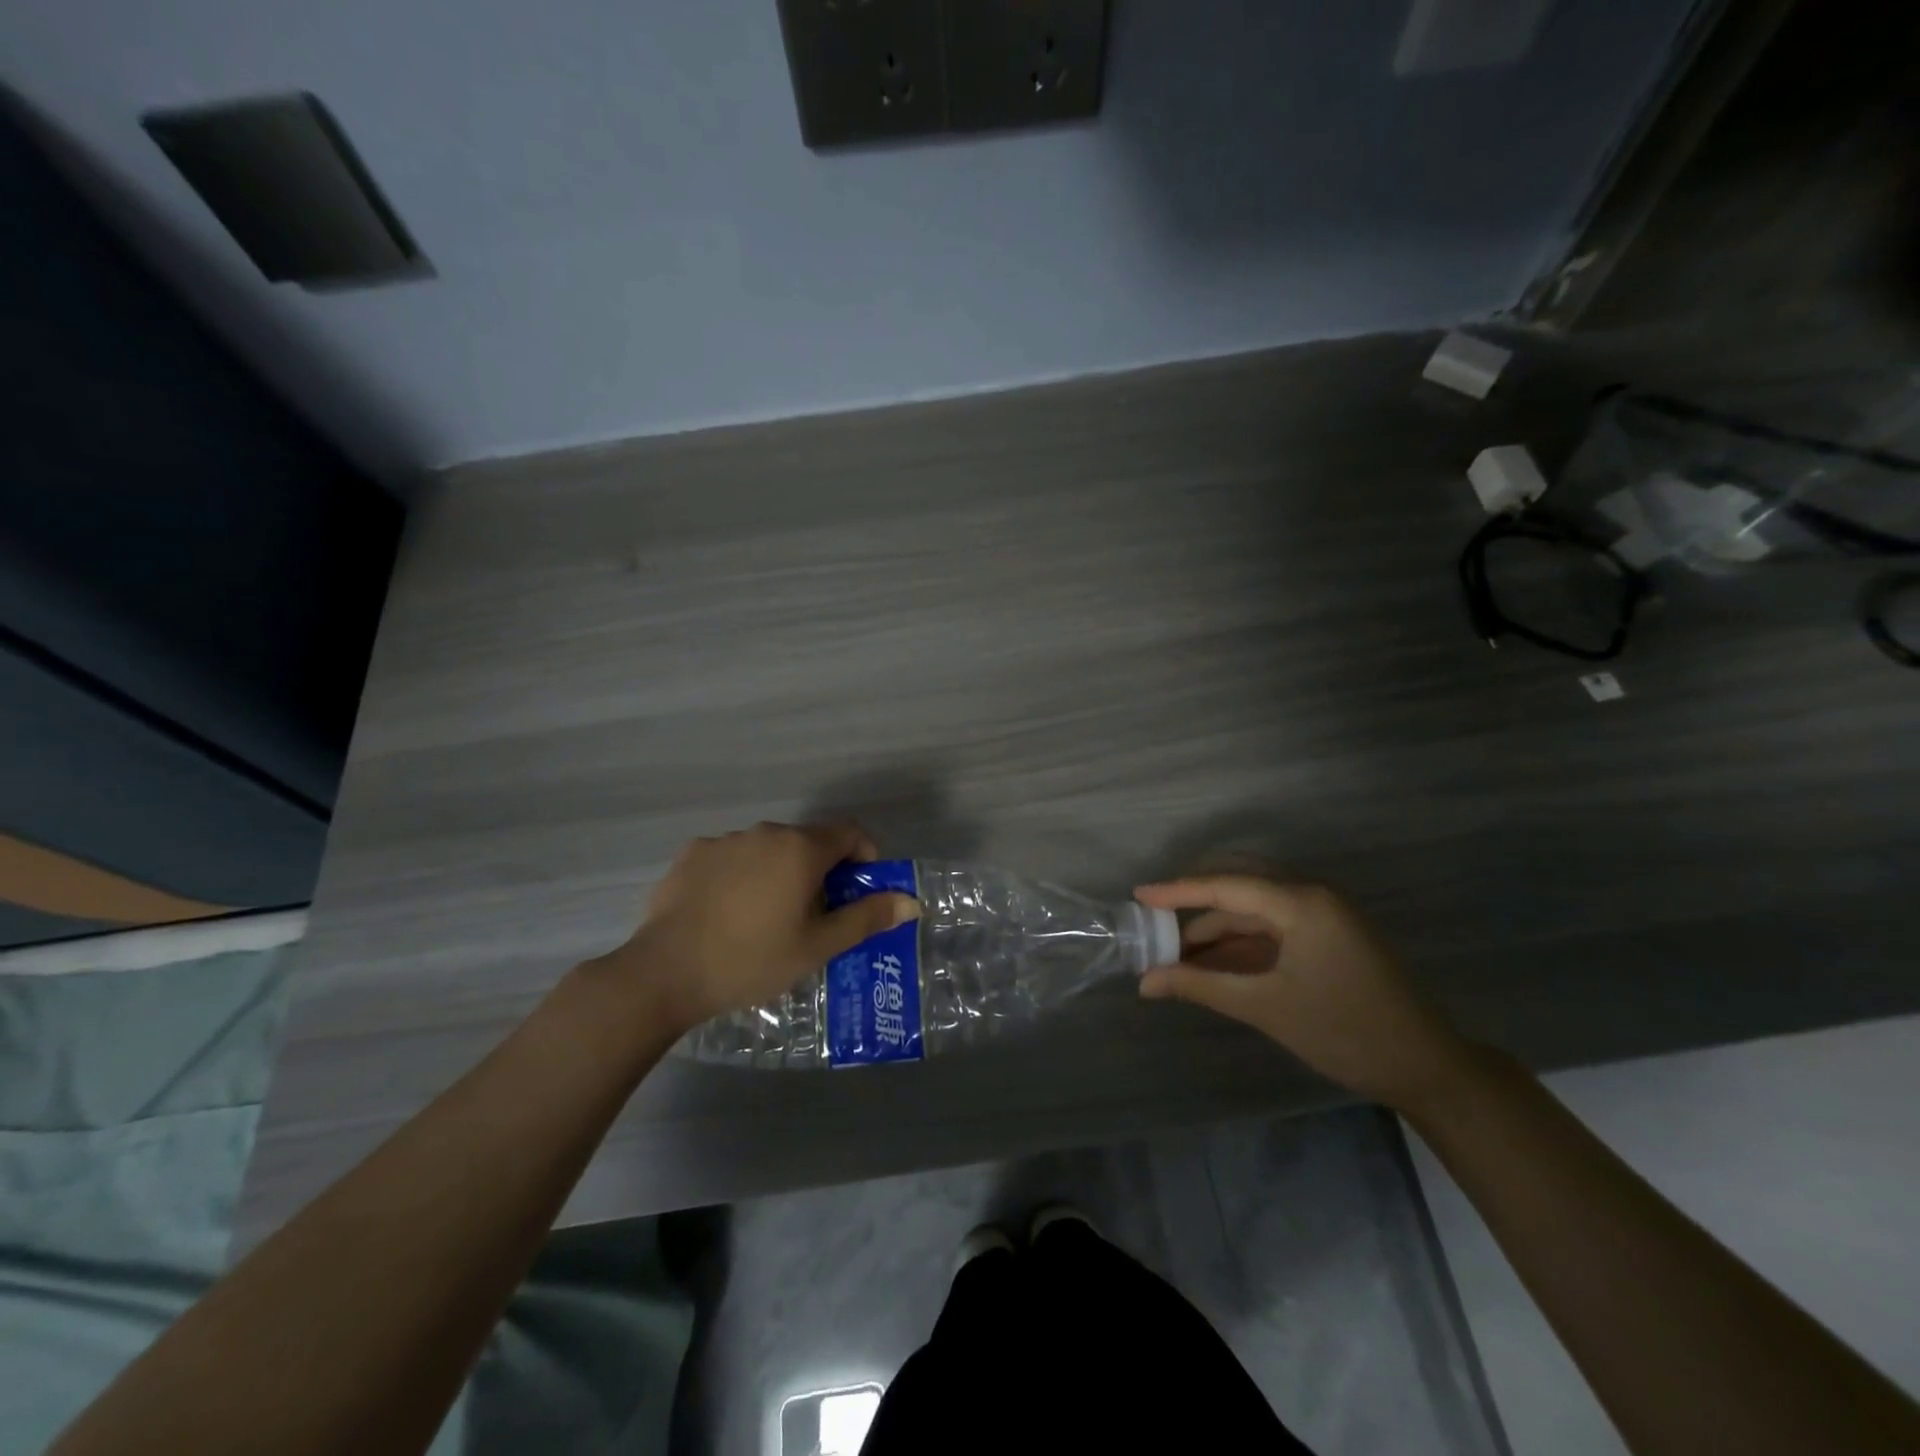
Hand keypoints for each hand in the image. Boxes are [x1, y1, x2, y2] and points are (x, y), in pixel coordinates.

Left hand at [603, 822, 919, 1034]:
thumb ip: (867, 918)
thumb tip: (911, 902)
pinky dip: (741, 877)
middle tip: (812, 917)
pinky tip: (726, 914)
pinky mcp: (692, 854)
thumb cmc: (752, 960)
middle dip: (819, 872)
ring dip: (778, 873)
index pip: (850, 832)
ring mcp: (724, 840)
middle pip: (808, 842)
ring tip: (764, 920)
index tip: (857, 892)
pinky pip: (731, 858)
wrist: (665, 973)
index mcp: (801, 848)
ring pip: (768, 849)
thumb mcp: (818, 946)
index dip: (864, 857)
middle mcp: (765, 832)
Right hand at [1133, 876, 1472, 1111]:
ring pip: (1254, 912)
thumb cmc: (1345, 1032)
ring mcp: (1323, 917)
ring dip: (1215, 931)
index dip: (1178, 891)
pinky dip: (1239, 945)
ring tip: (1173, 954)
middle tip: (1152, 924)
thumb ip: (1201, 987)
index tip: (1138, 897)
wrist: (1428, 1069)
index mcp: (1302, 902)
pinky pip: (1272, 930)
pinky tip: (1210, 963)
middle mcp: (1312, 897)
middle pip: (1238, 889)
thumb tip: (1146, 981)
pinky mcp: (1327, 938)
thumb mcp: (1266, 1007)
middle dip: (1193, 907)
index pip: (1226, 886)